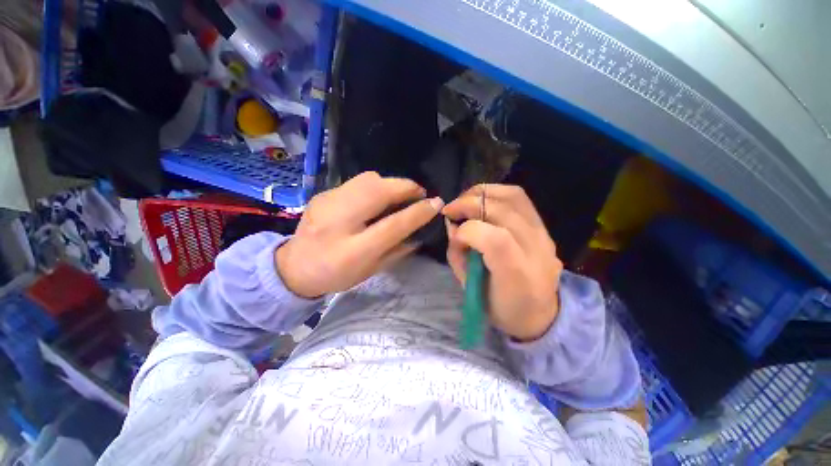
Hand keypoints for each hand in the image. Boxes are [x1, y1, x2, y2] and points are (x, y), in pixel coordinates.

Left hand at [276, 172, 443, 297]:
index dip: (418, 212)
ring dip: (392, 184)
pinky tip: (377, 198)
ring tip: (400, 195)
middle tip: (420, 195)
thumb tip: (421, 232)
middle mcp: (338, 222)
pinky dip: (376, 186)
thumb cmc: (336, 275)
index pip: (392, 225)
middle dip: (407, 187)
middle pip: (379, 191)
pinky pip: (357, 181)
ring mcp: (327, 202)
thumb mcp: (370, 271)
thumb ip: (398, 251)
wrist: (293, 267)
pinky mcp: (323, 193)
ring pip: (368, 179)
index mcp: (353, 251)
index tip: (437, 203)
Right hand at [443, 184, 562, 340]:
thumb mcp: (471, 291)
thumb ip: (458, 256)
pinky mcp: (544, 227)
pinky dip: (496, 193)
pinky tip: (481, 200)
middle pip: (502, 210)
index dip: (467, 231)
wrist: (541, 314)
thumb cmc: (501, 308)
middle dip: (469, 204)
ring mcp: (543, 235)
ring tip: (464, 200)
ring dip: (482, 192)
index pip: (494, 239)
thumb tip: (452, 227)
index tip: (453, 235)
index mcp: (517, 275)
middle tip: (450, 209)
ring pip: (513, 196)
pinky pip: (520, 199)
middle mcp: (536, 250)